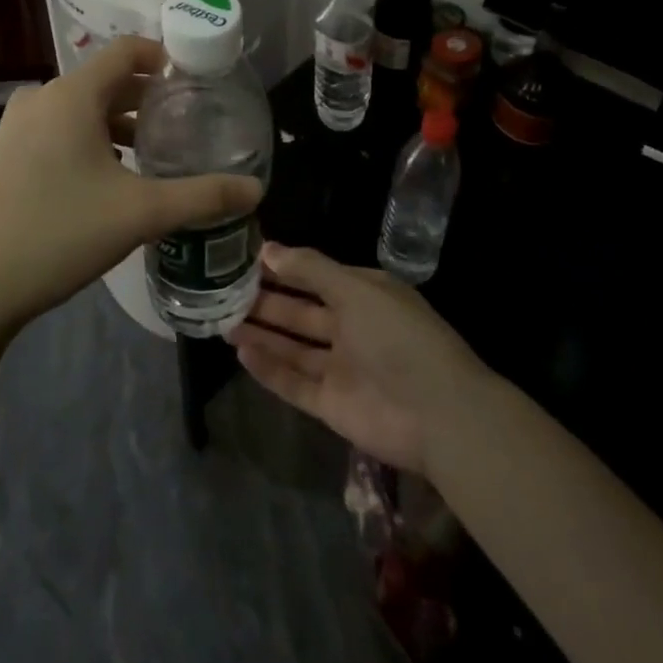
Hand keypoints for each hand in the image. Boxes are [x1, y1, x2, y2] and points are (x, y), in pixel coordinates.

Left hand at [0, 36, 263, 334]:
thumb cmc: (59, 235)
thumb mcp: (140, 214)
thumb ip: (202, 196)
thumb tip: (256, 189)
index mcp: (70, 95)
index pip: (125, 50)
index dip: (163, 57)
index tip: (194, 81)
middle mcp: (40, 98)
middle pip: (104, 80)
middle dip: (145, 98)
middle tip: (181, 125)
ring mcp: (15, 126)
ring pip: (79, 108)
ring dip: (116, 122)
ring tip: (150, 153)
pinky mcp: (3, 154)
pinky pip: (56, 129)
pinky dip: (87, 138)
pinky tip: (106, 178)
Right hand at [233, 243, 493, 476]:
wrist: (439, 414)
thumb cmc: (398, 337)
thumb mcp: (356, 290)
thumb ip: (311, 270)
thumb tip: (269, 248)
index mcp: (363, 295)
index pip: (315, 276)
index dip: (282, 268)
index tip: (243, 259)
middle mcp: (351, 328)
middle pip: (300, 312)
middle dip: (266, 301)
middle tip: (223, 291)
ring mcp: (342, 369)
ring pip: (294, 347)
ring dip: (262, 333)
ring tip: (223, 320)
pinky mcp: (332, 405)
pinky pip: (294, 383)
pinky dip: (269, 369)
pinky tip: (241, 352)